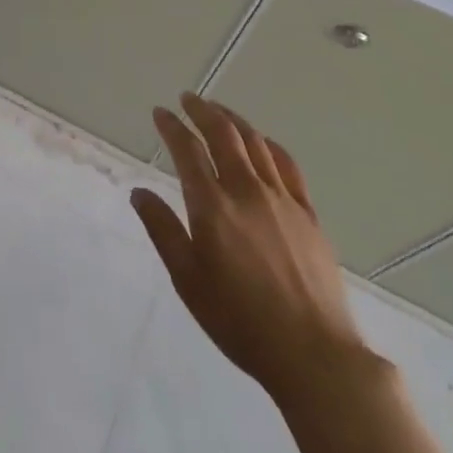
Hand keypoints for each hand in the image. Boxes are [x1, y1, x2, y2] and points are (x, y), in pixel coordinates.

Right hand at [133, 94, 370, 399]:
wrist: (313, 353)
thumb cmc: (240, 321)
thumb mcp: (188, 281)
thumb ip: (163, 230)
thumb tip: (139, 192)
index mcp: (212, 206)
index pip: (187, 151)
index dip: (172, 127)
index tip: (160, 112)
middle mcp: (246, 190)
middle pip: (223, 134)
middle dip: (202, 111)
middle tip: (188, 98)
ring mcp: (282, 198)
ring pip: (255, 142)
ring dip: (233, 120)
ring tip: (219, 111)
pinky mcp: (307, 213)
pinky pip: (287, 165)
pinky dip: (268, 144)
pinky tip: (262, 143)